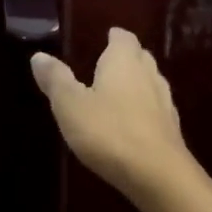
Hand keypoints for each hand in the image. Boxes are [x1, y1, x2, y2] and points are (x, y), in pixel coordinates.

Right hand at [31, 29, 195, 205]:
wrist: (158, 174)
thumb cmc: (109, 132)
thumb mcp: (70, 105)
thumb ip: (56, 79)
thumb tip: (39, 55)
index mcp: (123, 62)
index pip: (123, 38)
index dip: (115, 37)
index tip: (107, 37)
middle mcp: (148, 74)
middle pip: (140, 57)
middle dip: (126, 57)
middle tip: (108, 62)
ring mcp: (164, 102)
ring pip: (151, 82)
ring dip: (137, 83)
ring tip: (118, 91)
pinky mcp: (172, 129)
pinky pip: (156, 108)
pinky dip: (144, 108)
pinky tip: (133, 122)